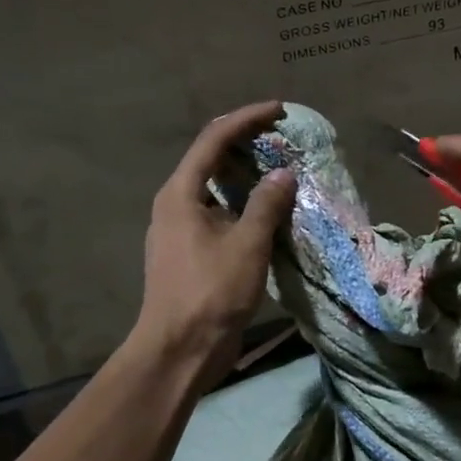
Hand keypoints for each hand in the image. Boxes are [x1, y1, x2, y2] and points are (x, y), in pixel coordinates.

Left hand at [132, 101, 296, 387]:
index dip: (247, 118)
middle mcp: (175, 203)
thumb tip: (284, 174)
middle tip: (283, 138)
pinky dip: (245, 203)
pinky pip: (221, 212)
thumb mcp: (247, 245)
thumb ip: (267, 204)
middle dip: (247, 142)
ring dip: (248, 174)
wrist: (179, 350)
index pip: (214, 139)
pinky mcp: (191, 251)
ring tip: (282, 168)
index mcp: (181, 193)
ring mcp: (181, 228)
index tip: (280, 110)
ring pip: (217, 186)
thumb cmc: (210, 293)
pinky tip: (270, 210)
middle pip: (211, 157)